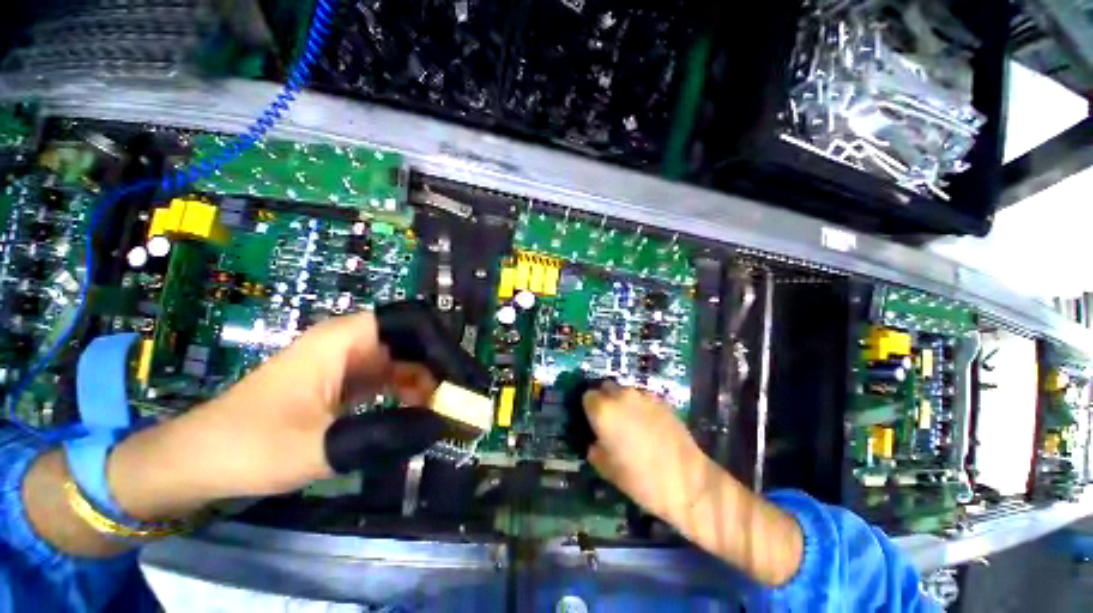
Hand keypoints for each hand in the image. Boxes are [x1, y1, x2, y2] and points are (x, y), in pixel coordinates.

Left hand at [108, 311, 436, 518]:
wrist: (199, 459)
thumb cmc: (247, 446)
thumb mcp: (316, 447)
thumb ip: (383, 435)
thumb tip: (440, 425)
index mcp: (345, 339)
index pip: (413, 322)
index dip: (444, 345)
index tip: (463, 379)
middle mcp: (353, 342)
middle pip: (415, 340)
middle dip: (443, 367)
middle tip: (464, 399)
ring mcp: (351, 361)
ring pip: (407, 361)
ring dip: (430, 384)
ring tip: (449, 412)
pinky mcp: (348, 381)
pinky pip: (393, 380)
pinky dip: (412, 395)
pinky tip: (422, 415)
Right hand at [582, 384, 716, 523]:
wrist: (686, 480)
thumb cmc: (640, 479)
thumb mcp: (606, 469)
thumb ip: (595, 448)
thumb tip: (596, 441)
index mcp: (603, 410)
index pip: (587, 397)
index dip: (589, 409)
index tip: (594, 422)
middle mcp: (621, 396)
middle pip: (606, 388)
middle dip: (605, 400)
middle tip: (611, 421)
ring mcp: (643, 396)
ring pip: (625, 392)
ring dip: (623, 402)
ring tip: (631, 423)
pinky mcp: (662, 400)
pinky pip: (643, 398)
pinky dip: (641, 407)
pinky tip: (649, 425)